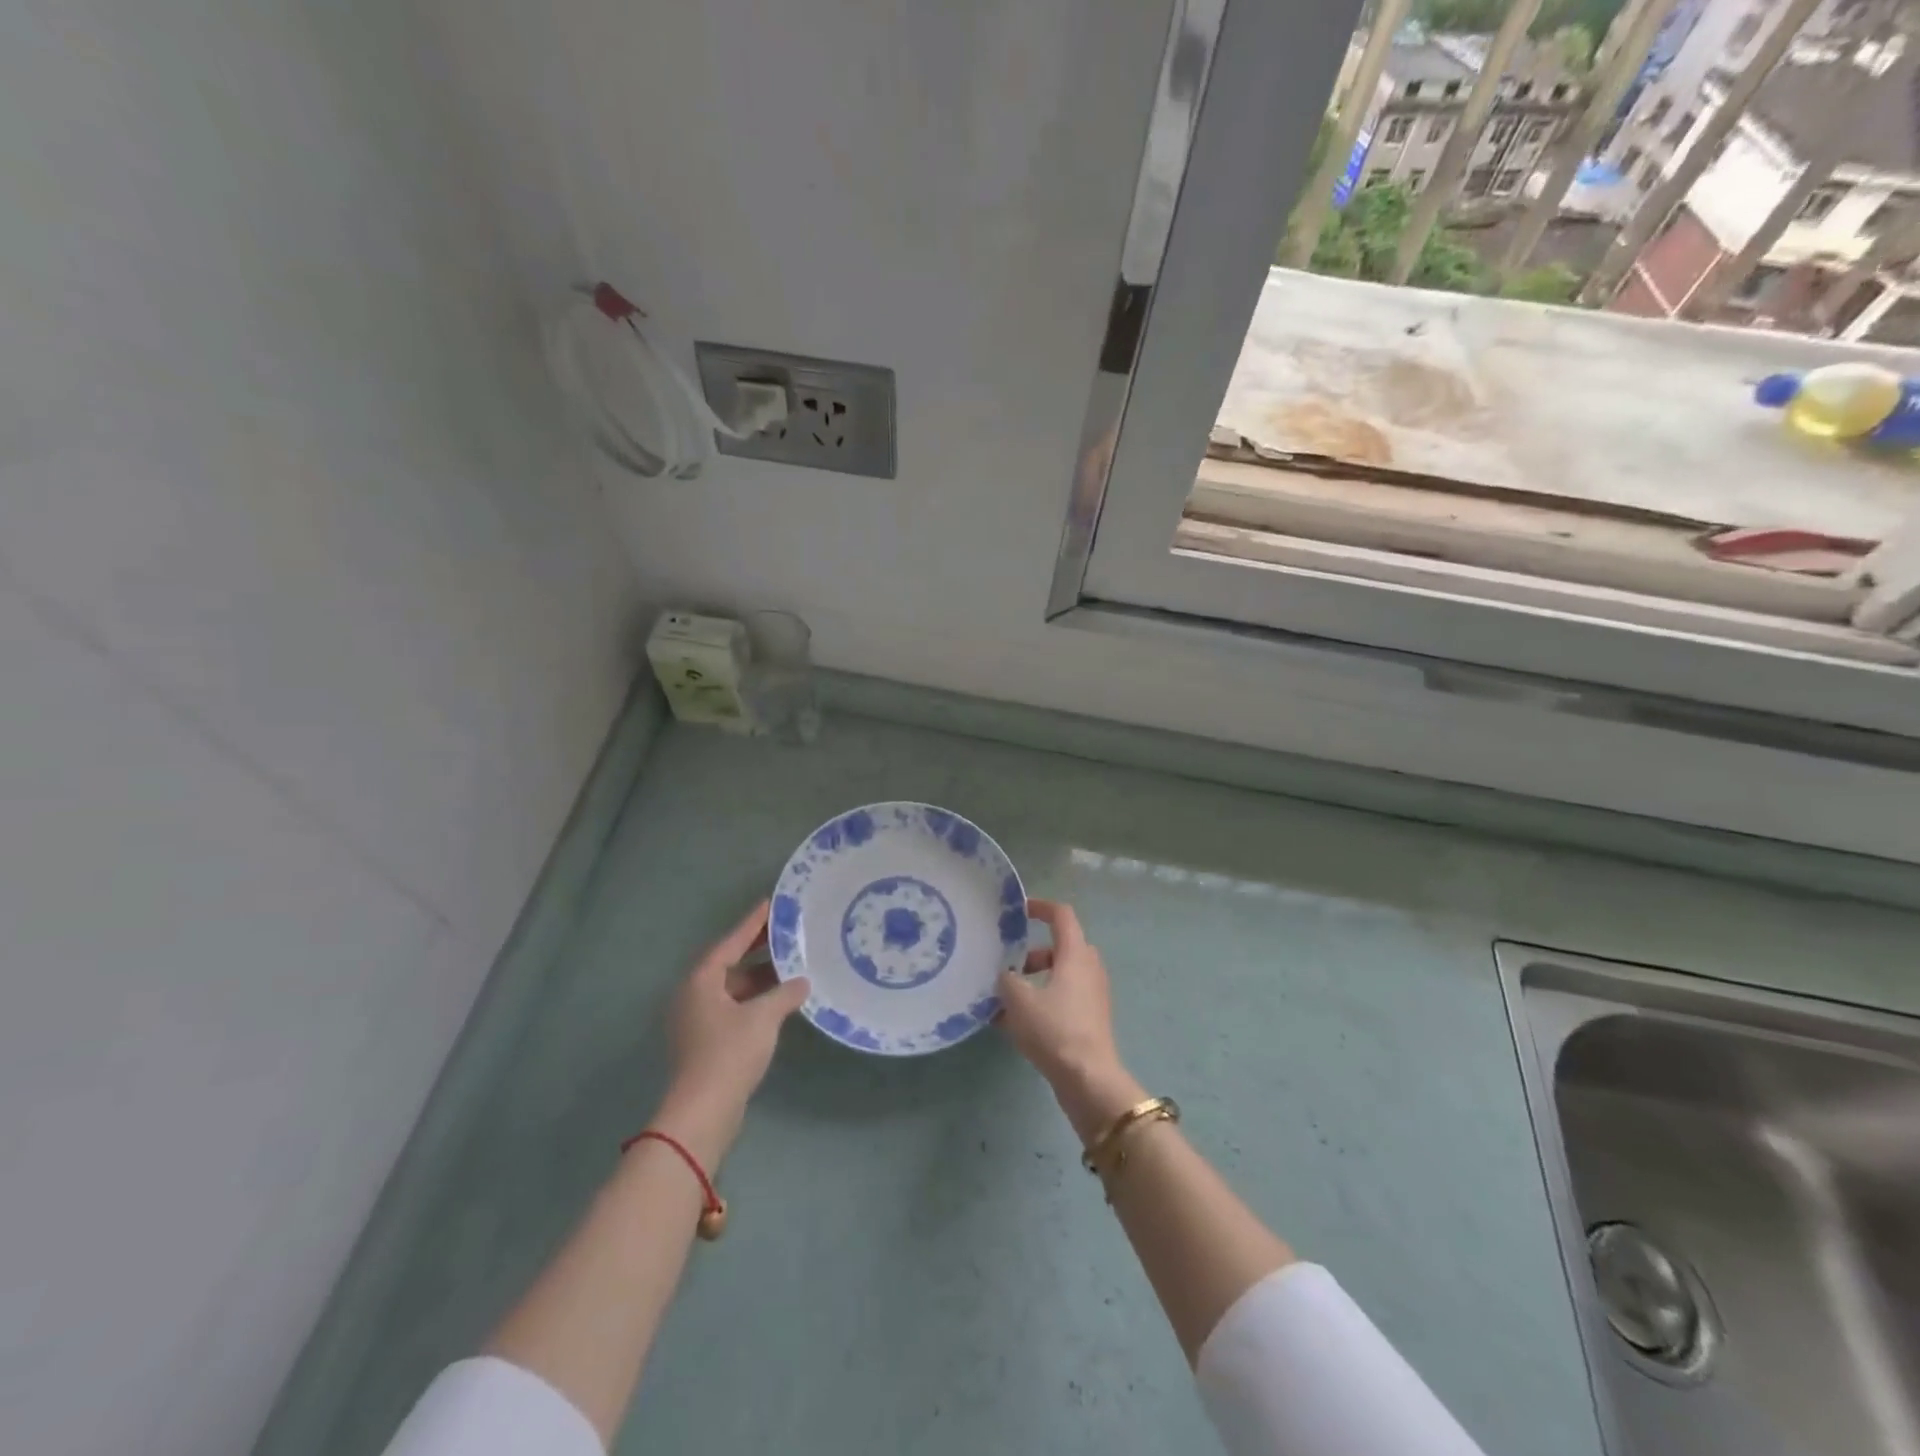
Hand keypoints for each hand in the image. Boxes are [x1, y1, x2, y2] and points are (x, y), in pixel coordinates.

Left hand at [652, 902, 808, 1165]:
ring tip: (792, 966)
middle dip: (758, 950)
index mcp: (701, 980)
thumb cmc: (729, 1053)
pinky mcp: (705, 1041)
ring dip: (760, 978)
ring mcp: (697, 1020)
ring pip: (733, 987)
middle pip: (729, 963)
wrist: (703, 1111)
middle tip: (787, 933)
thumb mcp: (763, 1017)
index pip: (731, 942)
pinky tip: (780, 1000)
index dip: (753, 923)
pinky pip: (733, 1007)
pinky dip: (755, 1000)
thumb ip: (784, 994)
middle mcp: (694, 994)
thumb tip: (802, 982)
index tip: (771, 904)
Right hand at [997, 900, 1145, 1143]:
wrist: (1088, 1080)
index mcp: (1075, 955)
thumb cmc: (1054, 1030)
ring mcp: (1093, 996)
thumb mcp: (1019, 1000)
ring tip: (1005, 1001)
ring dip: (1034, 982)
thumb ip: (1007, 979)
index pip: (1062, 915)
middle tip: (1009, 966)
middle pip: (1061, 948)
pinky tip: (1014, 1026)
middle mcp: (1089, 969)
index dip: (1040, 907)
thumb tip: (1006, 975)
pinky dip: (1042, 1003)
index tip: (1019, 911)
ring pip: (1060, 976)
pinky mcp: (1091, 1020)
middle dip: (1032, 954)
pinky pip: (1063, 1000)